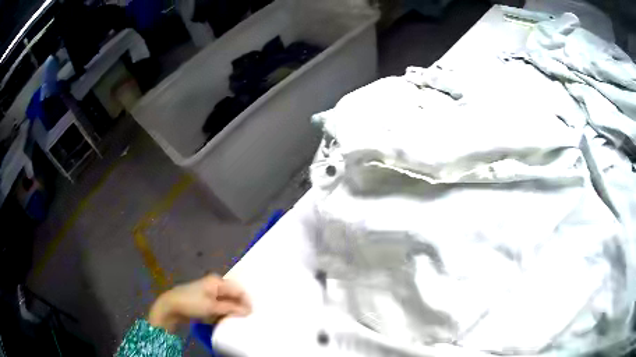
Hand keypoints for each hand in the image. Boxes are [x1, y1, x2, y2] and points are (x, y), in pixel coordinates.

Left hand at [148, 275, 250, 331]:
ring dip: (231, 310)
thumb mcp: (212, 307)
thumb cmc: (192, 303)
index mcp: (218, 281)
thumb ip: (231, 308)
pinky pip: (220, 305)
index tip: (252, 315)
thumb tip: (248, 310)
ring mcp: (210, 291)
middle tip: (246, 318)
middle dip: (239, 306)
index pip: (239, 290)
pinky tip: (225, 318)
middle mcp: (215, 284)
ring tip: (236, 319)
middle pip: (233, 295)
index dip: (246, 302)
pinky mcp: (206, 299)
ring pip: (227, 301)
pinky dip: (223, 311)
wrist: (171, 305)